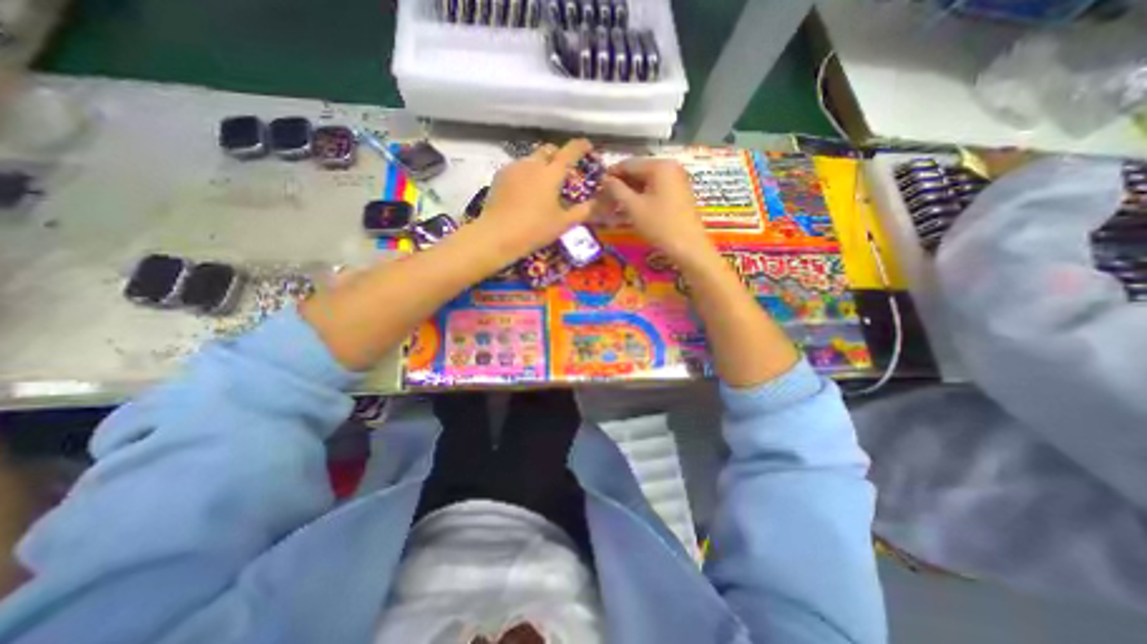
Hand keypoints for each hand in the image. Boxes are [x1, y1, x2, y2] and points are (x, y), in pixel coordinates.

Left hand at [474, 138, 595, 263]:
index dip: (581, 146)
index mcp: (551, 173)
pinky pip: (517, 168)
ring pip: (532, 158)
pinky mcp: (499, 176)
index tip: (588, 146)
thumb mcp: (563, 223)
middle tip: (564, 170)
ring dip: (541, 164)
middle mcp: (533, 164)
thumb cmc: (535, 229)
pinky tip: (525, 190)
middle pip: (548, 150)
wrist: (497, 235)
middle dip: (558, 155)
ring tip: (543, 183)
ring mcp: (514, 168)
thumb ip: (582, 211)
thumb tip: (597, 203)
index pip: (570, 151)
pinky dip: (526, 173)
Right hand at [597, 156, 714, 263]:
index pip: (628, 164)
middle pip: (638, 171)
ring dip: (631, 191)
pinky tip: (633, 207)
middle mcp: (670, 167)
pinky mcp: (679, 192)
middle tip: (605, 197)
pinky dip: (642, 196)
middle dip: (621, 184)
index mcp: (659, 166)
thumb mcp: (633, 207)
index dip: (611, 174)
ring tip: (616, 204)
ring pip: (647, 181)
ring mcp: (677, 180)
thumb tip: (604, 179)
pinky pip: (656, 189)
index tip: (597, 186)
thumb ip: (617, 190)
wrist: (688, 246)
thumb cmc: (659, 225)